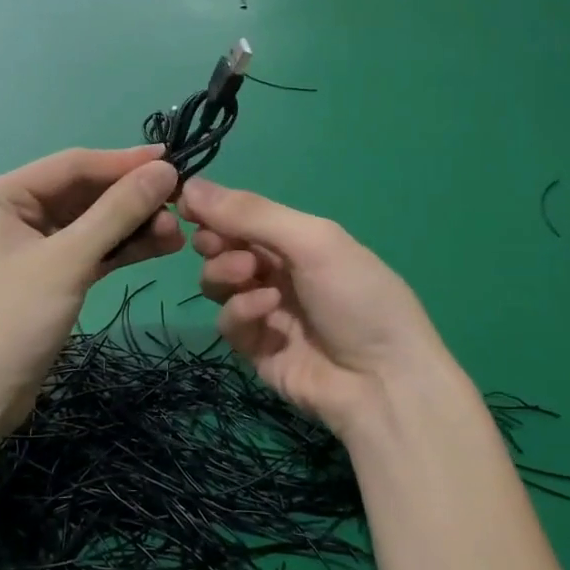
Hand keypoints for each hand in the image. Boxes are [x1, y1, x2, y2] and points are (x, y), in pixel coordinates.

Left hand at [0, 147, 182, 439]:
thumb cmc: (9, 321)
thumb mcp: (67, 262)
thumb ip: (117, 213)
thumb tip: (166, 170)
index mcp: (2, 195)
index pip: (72, 165)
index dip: (124, 162)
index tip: (174, 160)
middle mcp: (13, 213)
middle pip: (83, 194)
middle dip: (131, 199)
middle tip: (181, 204)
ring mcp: (30, 248)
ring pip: (90, 225)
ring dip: (132, 226)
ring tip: (178, 233)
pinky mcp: (46, 279)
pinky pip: (89, 252)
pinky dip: (120, 250)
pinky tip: (160, 247)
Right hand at [182, 178, 459, 438]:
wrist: (383, 384)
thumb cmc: (357, 296)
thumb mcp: (312, 241)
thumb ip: (251, 213)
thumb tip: (190, 184)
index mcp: (297, 239)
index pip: (242, 215)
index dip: (212, 208)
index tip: (185, 204)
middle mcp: (278, 270)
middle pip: (222, 246)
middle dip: (215, 241)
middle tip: (218, 244)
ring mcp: (265, 311)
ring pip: (217, 283)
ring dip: (225, 273)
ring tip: (248, 276)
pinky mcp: (254, 348)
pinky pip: (229, 321)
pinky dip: (241, 311)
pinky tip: (268, 311)